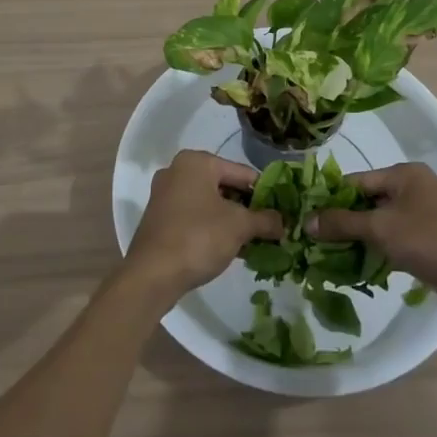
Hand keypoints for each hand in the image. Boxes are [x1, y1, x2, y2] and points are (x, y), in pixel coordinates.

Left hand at [124, 151, 283, 304]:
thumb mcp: (239, 226)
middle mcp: (178, 171)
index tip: (282, 213)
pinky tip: (231, 249)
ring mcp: (166, 195)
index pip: (242, 173)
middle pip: (225, 187)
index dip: (265, 193)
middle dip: (247, 209)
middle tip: (269, 229)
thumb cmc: (198, 237)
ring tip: (254, 243)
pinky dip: (214, 229)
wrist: (152, 275)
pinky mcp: (160, 218)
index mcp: (197, 161)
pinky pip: (195, 217)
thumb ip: (265, 219)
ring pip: (210, 204)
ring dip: (232, 222)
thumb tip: (284, 222)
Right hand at [308, 162, 436, 318]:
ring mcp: (422, 217)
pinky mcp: (429, 242)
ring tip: (327, 257)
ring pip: (380, 224)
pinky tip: (356, 268)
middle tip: (313, 240)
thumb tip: (307, 220)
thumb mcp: (381, 228)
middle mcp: (413, 189)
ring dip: (358, 239)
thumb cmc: (431, 238)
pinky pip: (393, 241)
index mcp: (403, 174)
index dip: (330, 198)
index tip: (306, 217)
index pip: (356, 181)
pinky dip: (377, 252)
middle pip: (367, 201)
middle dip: (343, 221)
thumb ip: (343, 223)